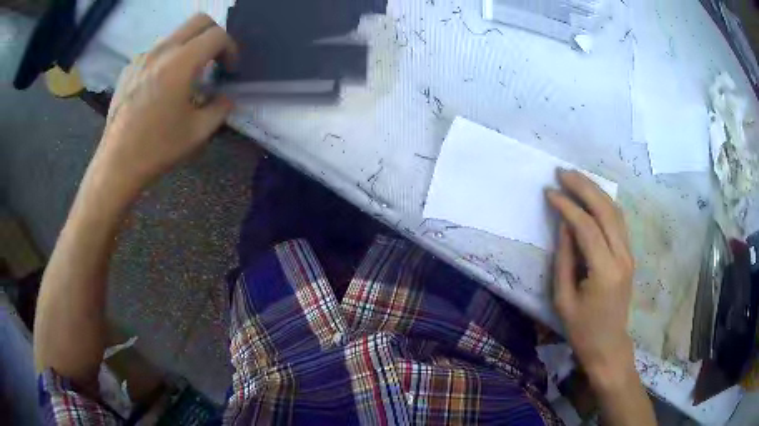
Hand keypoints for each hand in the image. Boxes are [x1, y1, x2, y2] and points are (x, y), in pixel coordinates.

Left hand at [92, 14, 236, 200]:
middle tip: (214, 60)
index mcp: (181, 63)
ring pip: (176, 34)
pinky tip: (162, 84)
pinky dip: (168, 58)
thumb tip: (226, 98)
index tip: (229, 70)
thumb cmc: (157, 149)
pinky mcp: (129, 68)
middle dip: (214, 36)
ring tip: (188, 74)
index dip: (231, 50)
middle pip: (198, 21)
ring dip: (190, 46)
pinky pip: (156, 51)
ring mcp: (142, 57)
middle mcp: (162, 51)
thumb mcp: (198, 133)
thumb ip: (221, 108)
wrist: (117, 164)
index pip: (217, 36)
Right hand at [546, 170, 635, 389]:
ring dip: (596, 191)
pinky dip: (605, 204)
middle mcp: (622, 257)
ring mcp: (629, 255)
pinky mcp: (629, 256)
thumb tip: (564, 224)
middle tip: (563, 172)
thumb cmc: (582, 329)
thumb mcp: (563, 299)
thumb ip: (564, 259)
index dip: (567, 207)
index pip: (587, 227)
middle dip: (584, 187)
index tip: (549, 192)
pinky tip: (593, 196)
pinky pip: (619, 222)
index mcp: (604, 272)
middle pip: (606, 211)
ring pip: (616, 212)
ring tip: (576, 178)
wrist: (609, 345)